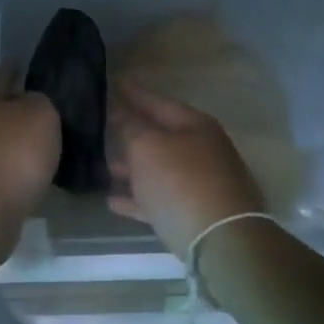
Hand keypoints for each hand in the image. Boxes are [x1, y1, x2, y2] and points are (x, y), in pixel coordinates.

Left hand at [0, 66, 60, 257]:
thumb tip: (30, 102)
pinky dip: (6, 162)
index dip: (19, 69)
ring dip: (9, 137)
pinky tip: (24, 168)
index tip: (31, 68)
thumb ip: (40, 100)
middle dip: (13, 105)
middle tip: (40, 108)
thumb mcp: (41, 115)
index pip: (2, 73)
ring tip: (37, 141)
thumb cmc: (12, 154)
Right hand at [107, 80, 264, 254]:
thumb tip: (118, 110)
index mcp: (195, 126)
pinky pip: (158, 200)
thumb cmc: (181, 182)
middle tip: (102, 124)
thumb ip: (129, 127)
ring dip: (131, 168)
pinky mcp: (193, 214)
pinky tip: (112, 200)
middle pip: (160, 136)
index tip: (112, 82)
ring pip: (158, 169)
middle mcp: (201, 150)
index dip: (133, 93)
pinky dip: (137, 198)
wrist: (221, 241)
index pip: (158, 101)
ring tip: (102, 166)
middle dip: (131, 131)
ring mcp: (200, 184)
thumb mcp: (147, 148)